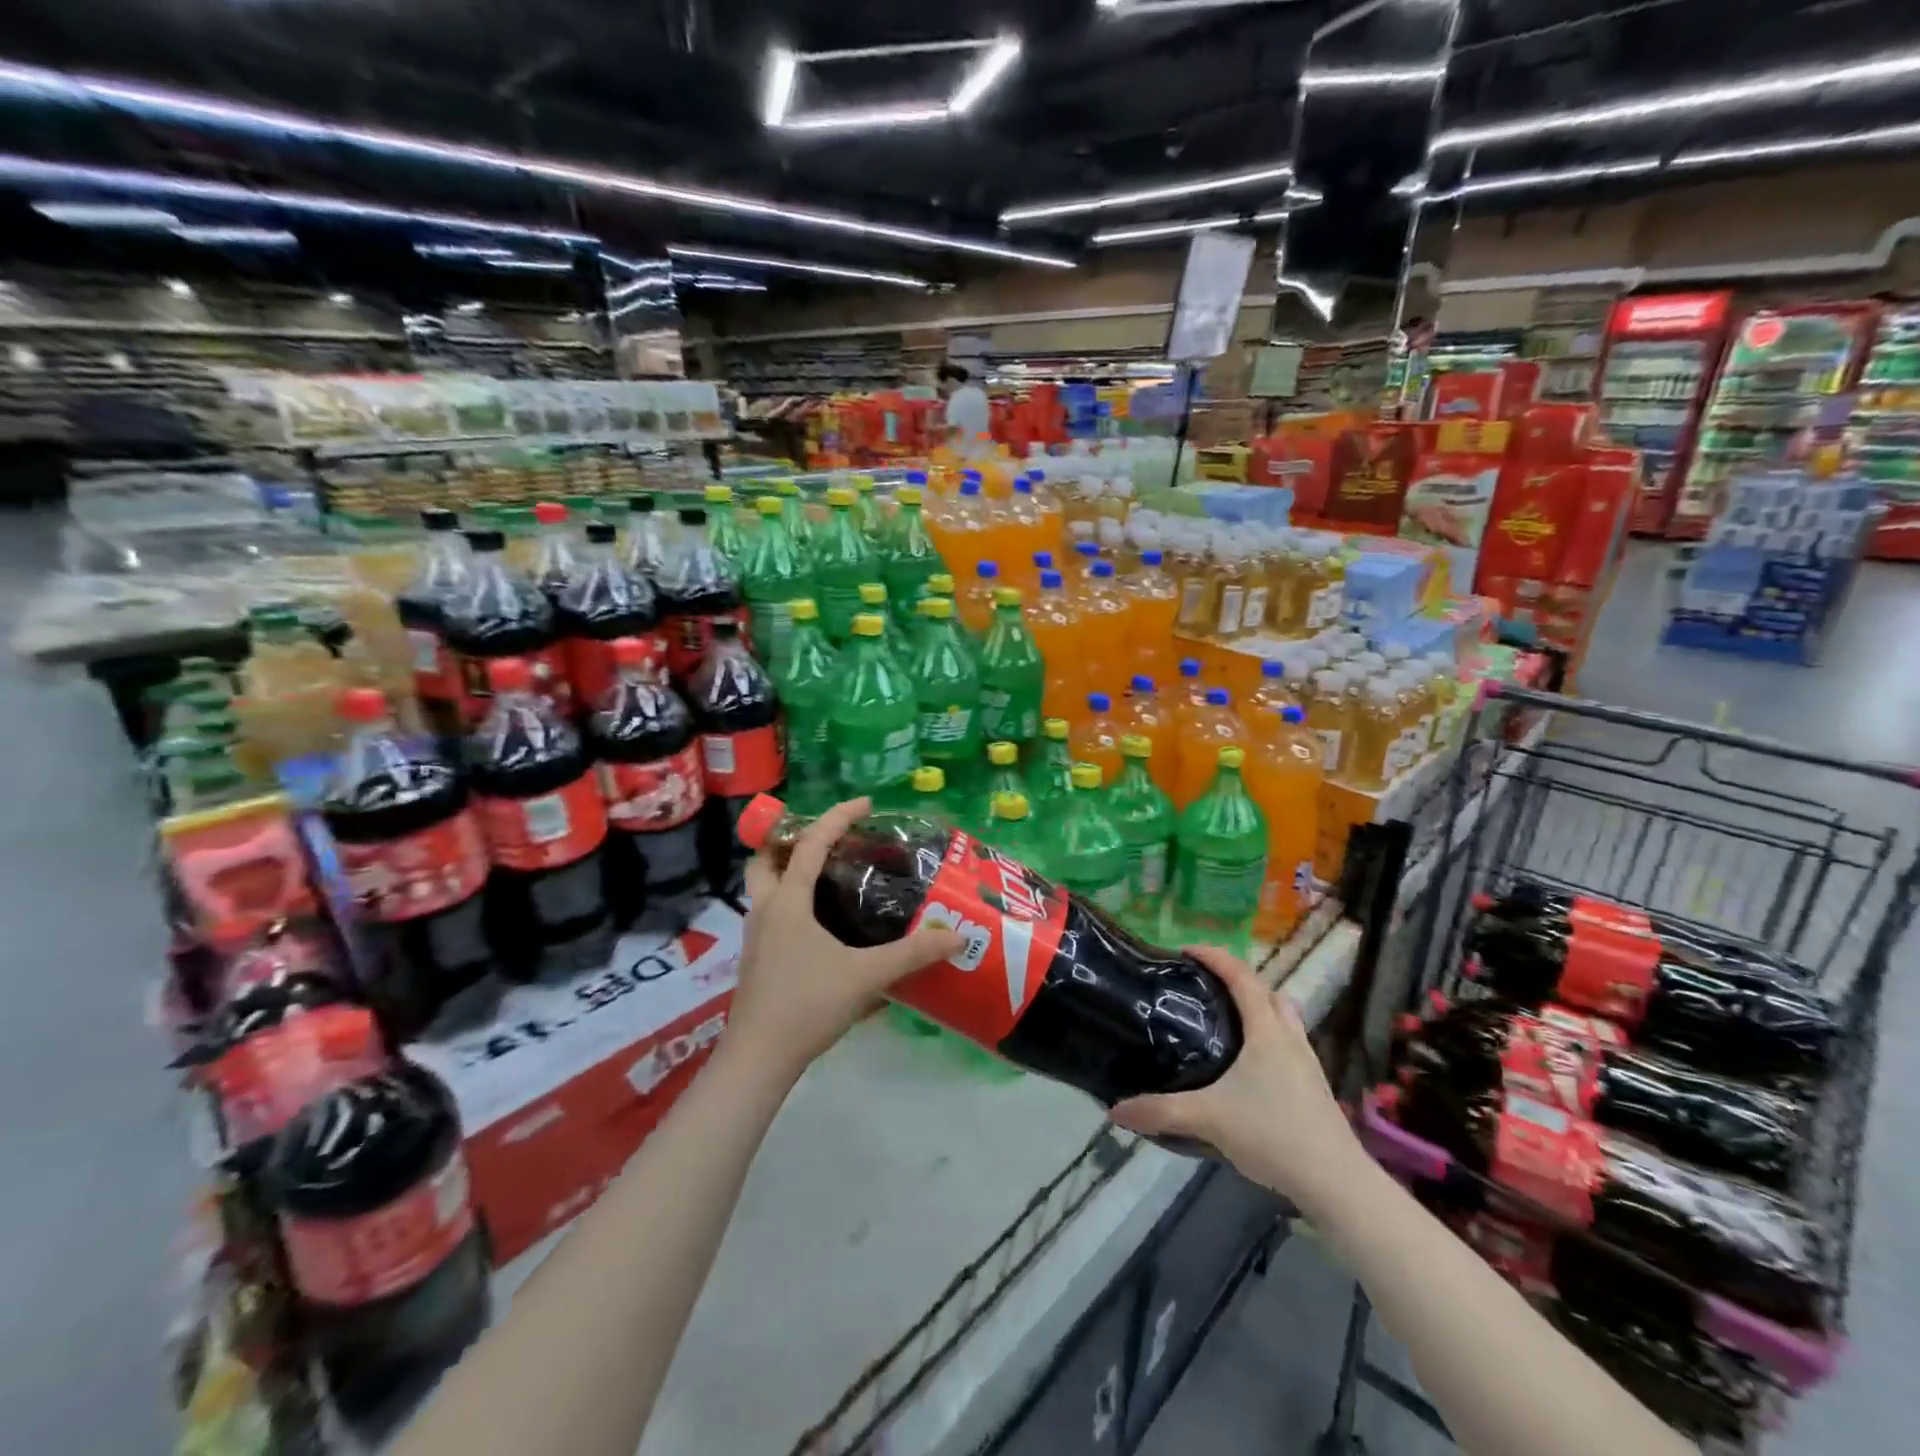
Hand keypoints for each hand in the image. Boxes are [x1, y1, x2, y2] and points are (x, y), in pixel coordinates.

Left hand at [729, 797, 965, 1082]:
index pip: (811, 844)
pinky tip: (820, 923)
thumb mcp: (865, 976)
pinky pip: (771, 912)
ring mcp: (756, 935)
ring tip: (827, 873)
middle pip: (766, 857)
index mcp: (787, 901)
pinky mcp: (757, 958)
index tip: (865, 803)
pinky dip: (790, 900)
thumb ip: (912, 955)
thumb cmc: (807, 1005)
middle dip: (791, 838)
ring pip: (765, 886)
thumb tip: (957, 936)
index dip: (837, 817)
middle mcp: (765, 910)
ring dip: (788, 869)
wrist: (758, 1059)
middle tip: (828, 839)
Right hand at [1109, 946, 1363, 1212]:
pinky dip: (1268, 1038)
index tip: (1186, 950)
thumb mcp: (1208, 1119)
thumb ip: (1160, 1112)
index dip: (1215, 956)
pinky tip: (1250, 1067)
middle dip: (1237, 979)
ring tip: (1227, 1020)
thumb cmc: (1272, 1133)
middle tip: (1205, 985)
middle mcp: (1289, 1037)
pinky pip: (1288, 1044)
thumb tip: (1115, 1110)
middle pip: (1267, 991)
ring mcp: (1307, 1063)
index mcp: (1266, 1031)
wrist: (1336, 1182)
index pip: (1241, 977)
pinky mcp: (1314, 1088)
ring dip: (1258, 1007)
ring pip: (1283, 1017)